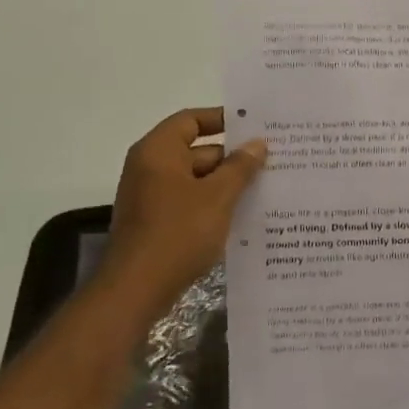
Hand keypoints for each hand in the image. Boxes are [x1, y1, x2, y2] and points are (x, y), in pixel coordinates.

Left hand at [99, 107, 265, 317]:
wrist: (137, 288)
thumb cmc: (178, 233)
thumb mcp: (218, 197)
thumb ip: (240, 167)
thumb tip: (257, 143)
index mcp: (158, 152)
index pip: (191, 120)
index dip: (221, 119)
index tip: (254, 125)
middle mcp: (149, 168)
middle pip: (196, 151)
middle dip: (232, 158)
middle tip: (271, 161)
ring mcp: (151, 197)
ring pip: (195, 180)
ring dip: (226, 184)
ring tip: (265, 188)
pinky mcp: (156, 222)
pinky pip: (189, 202)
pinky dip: (213, 204)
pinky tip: (242, 215)